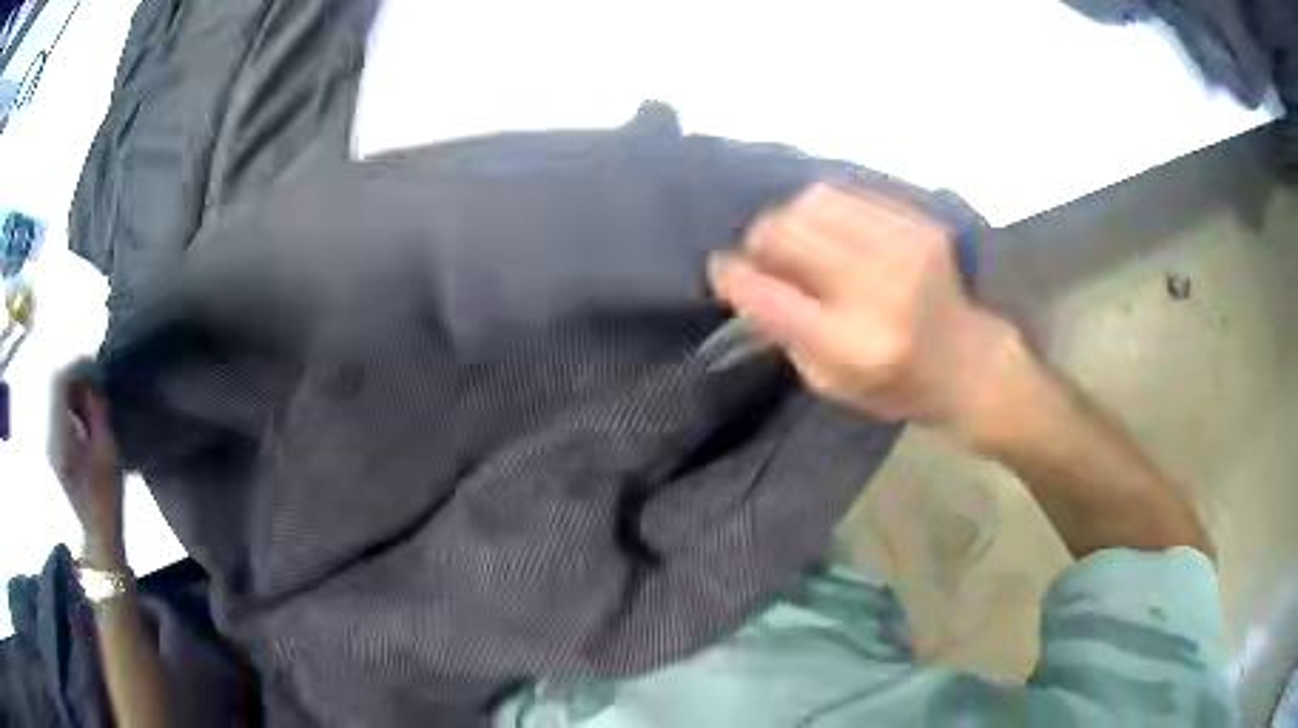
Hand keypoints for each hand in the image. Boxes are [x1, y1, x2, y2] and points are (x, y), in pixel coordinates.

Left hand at [50, 367, 125, 567]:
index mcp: (57, 436)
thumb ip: (98, 410)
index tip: (94, 364)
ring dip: (73, 392)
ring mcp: (49, 443)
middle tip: (96, 381)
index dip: (76, 366)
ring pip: (56, 399)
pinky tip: (85, 417)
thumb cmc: (105, 498)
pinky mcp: (53, 449)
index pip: (58, 382)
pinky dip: (71, 407)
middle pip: (55, 388)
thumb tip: (94, 377)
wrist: (98, 536)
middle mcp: (48, 435)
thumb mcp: (107, 452)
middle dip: (75, 378)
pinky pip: (58, 414)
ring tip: (92, 399)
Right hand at [708, 184, 1023, 441]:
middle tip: (761, 256)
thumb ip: (783, 332)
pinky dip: (824, 208)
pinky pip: (848, 195)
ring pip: (814, 204)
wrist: (970, 361)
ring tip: (794, 239)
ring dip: (789, 219)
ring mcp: (902, 248)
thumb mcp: (832, 383)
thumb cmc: (896, 385)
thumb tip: (740, 279)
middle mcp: (877, 289)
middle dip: (760, 242)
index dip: (733, 277)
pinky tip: (828, 230)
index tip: (720, 270)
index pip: (769, 297)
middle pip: (788, 235)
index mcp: (852, 345)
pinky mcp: (918, 225)